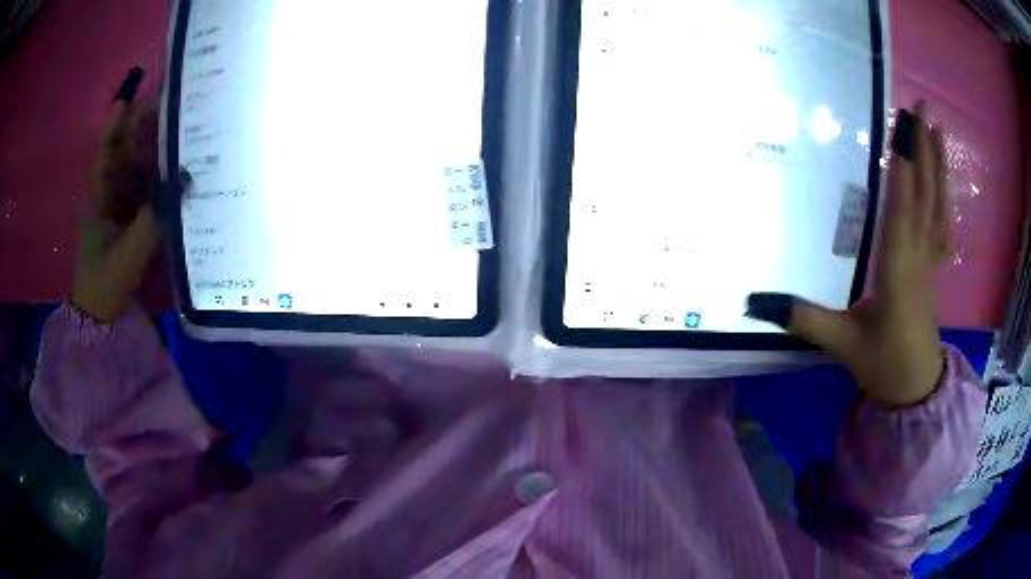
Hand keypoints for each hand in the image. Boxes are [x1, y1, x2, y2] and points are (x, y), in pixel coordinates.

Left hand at [72, 68, 165, 322]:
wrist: (98, 313)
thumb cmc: (105, 283)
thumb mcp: (128, 254)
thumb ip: (153, 219)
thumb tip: (184, 181)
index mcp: (100, 195)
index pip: (108, 148)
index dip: (118, 120)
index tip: (133, 94)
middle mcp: (108, 192)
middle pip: (125, 150)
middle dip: (144, 126)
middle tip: (172, 105)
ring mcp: (117, 205)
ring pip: (135, 167)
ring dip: (154, 148)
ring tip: (180, 127)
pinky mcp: (127, 218)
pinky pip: (143, 188)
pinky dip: (157, 176)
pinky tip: (175, 168)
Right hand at [747, 103, 952, 407]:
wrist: (915, 389)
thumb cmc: (882, 364)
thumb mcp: (842, 344)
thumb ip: (804, 318)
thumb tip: (755, 300)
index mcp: (897, 269)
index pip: (902, 207)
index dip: (903, 165)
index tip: (902, 125)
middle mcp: (918, 256)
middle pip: (925, 194)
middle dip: (923, 148)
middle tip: (921, 107)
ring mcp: (931, 260)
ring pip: (938, 204)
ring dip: (938, 164)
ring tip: (936, 126)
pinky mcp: (934, 267)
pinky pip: (943, 223)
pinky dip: (945, 195)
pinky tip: (945, 177)